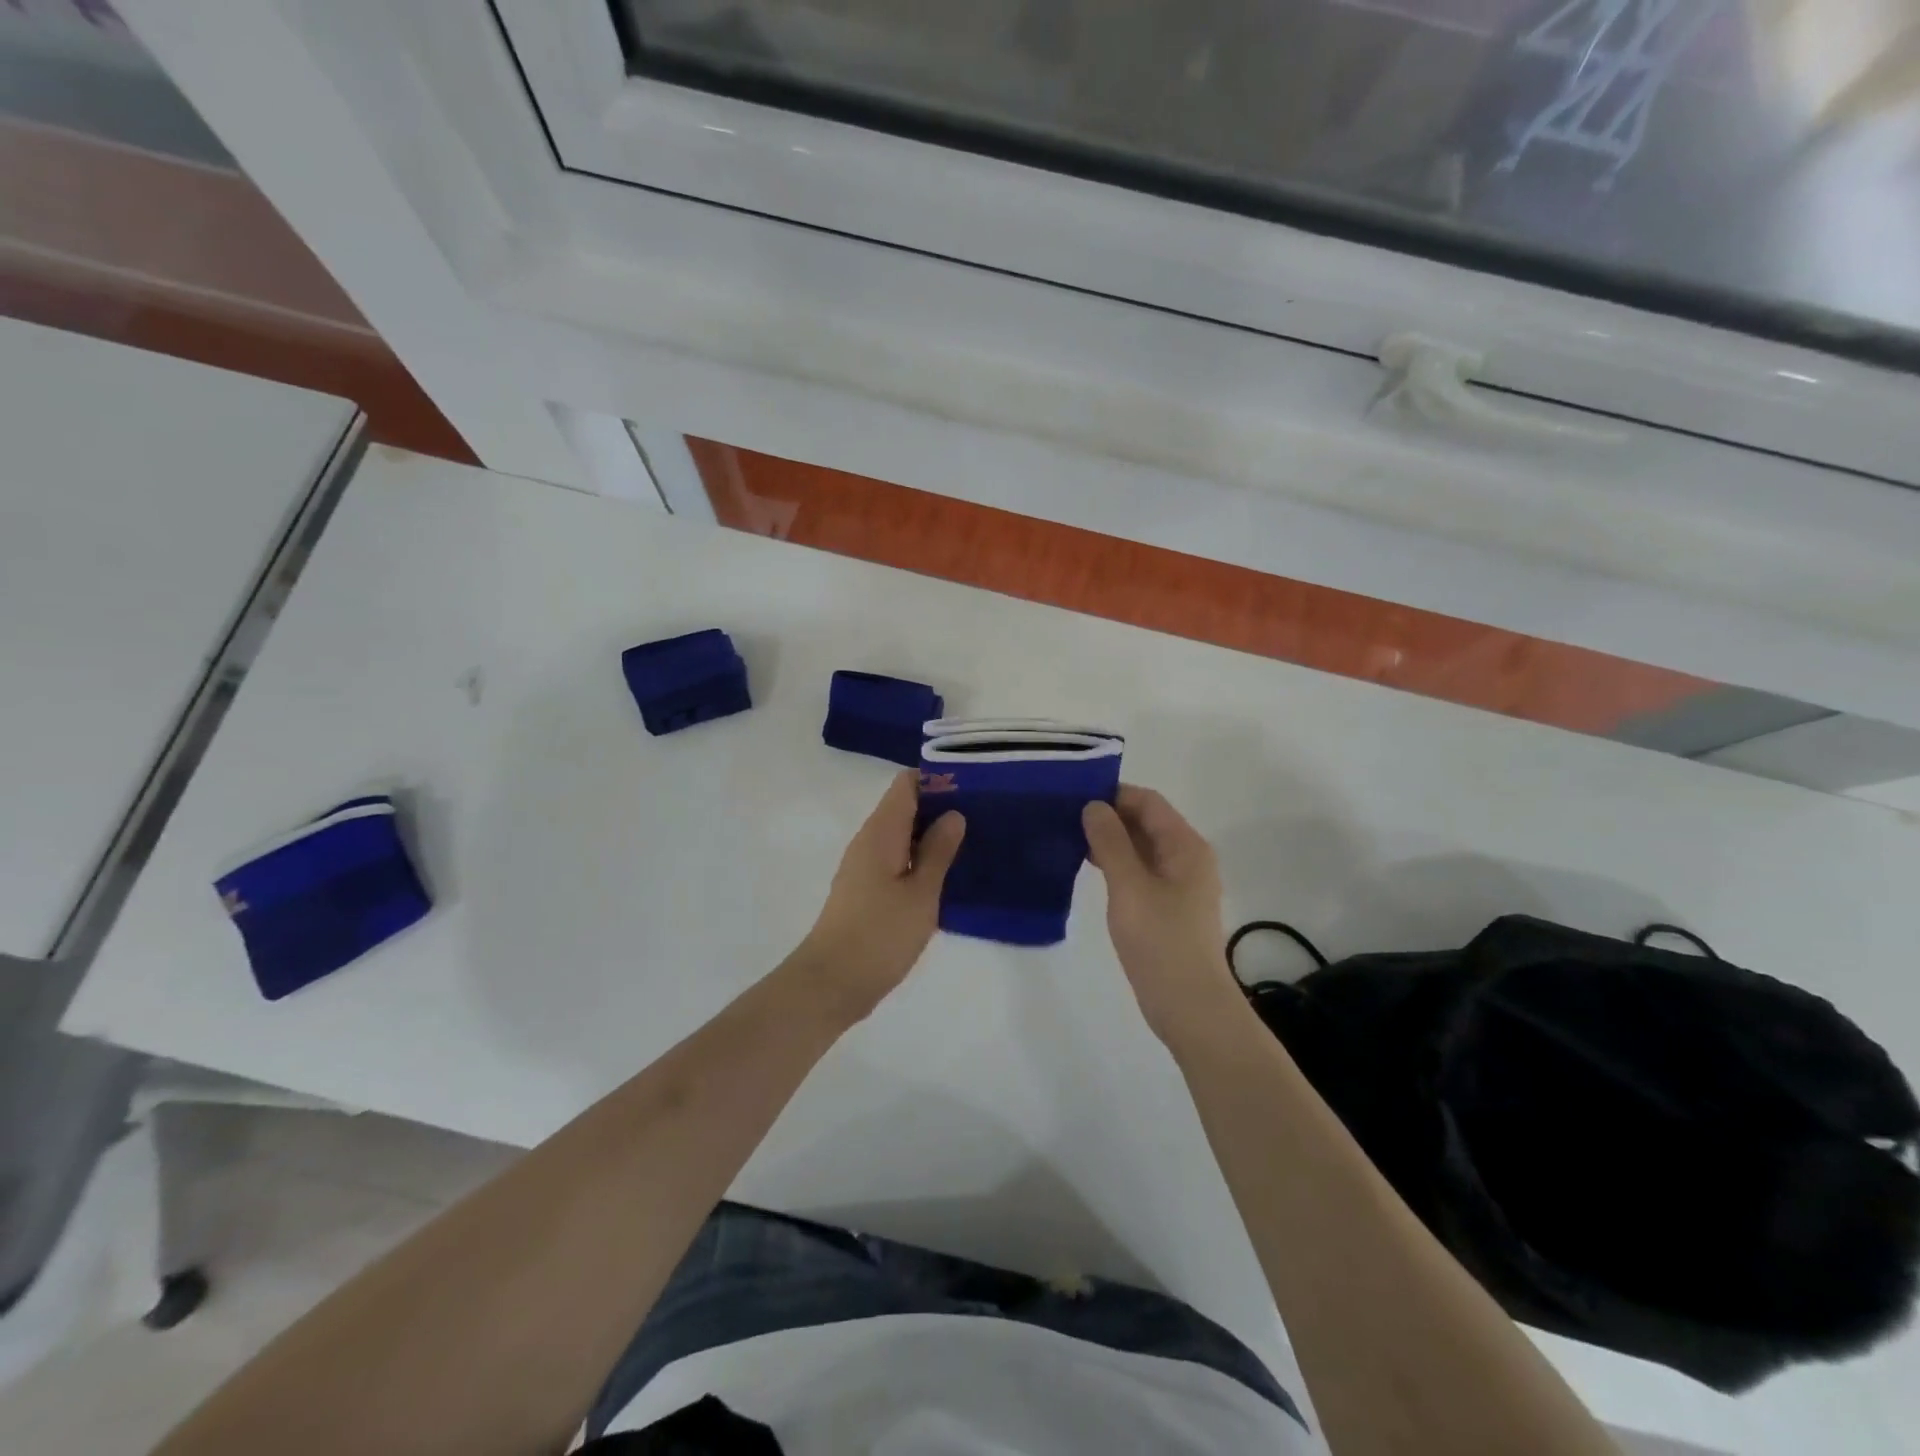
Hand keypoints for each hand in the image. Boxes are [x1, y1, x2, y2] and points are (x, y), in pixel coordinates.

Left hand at [795, 770, 965, 1018]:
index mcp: (881, 832)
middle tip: (983, 818)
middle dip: (941, 807)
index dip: (938, 780)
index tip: (973, 789)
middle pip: (905, 806)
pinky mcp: (866, 890)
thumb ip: (938, 851)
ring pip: (901, 835)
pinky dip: (919, 860)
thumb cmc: (880, 934)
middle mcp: (869, 840)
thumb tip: (953, 813)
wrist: (831, 983)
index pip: (906, 784)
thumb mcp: (920, 893)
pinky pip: (896, 860)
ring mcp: (864, 866)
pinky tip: (946, 876)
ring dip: (932, 836)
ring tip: (972, 844)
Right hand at [1083, 786, 1242, 1044]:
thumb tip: (1093, 806)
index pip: (1148, 802)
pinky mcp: (1167, 906)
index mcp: (1185, 846)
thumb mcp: (1129, 886)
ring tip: (1068, 838)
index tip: (1073, 795)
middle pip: (1146, 822)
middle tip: (1064, 815)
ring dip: (1109, 840)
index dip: (1113, 793)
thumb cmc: (1160, 941)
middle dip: (1108, 815)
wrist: (1189, 1005)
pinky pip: (1139, 870)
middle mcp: (1186, 858)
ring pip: (1140, 847)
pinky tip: (1087, 868)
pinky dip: (1115, 863)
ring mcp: (1178, 884)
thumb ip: (1110, 842)